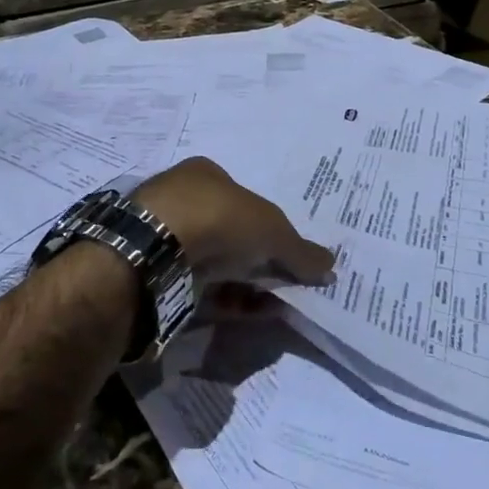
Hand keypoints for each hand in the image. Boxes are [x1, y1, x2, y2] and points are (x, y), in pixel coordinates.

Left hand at [132, 157, 335, 288]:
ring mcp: (166, 237)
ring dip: (248, 284)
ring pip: (216, 263)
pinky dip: (229, 300)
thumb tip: (330, 265)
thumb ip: (300, 250)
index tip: (290, 253)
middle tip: (288, 282)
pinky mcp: (157, 274)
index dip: (270, 226)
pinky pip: (201, 289)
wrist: (157, 250)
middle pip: (230, 232)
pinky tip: (255, 313)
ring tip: (279, 304)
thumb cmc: (219, 218)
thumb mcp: (272, 230)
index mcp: (205, 174)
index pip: (244, 198)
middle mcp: (182, 200)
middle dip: (259, 258)